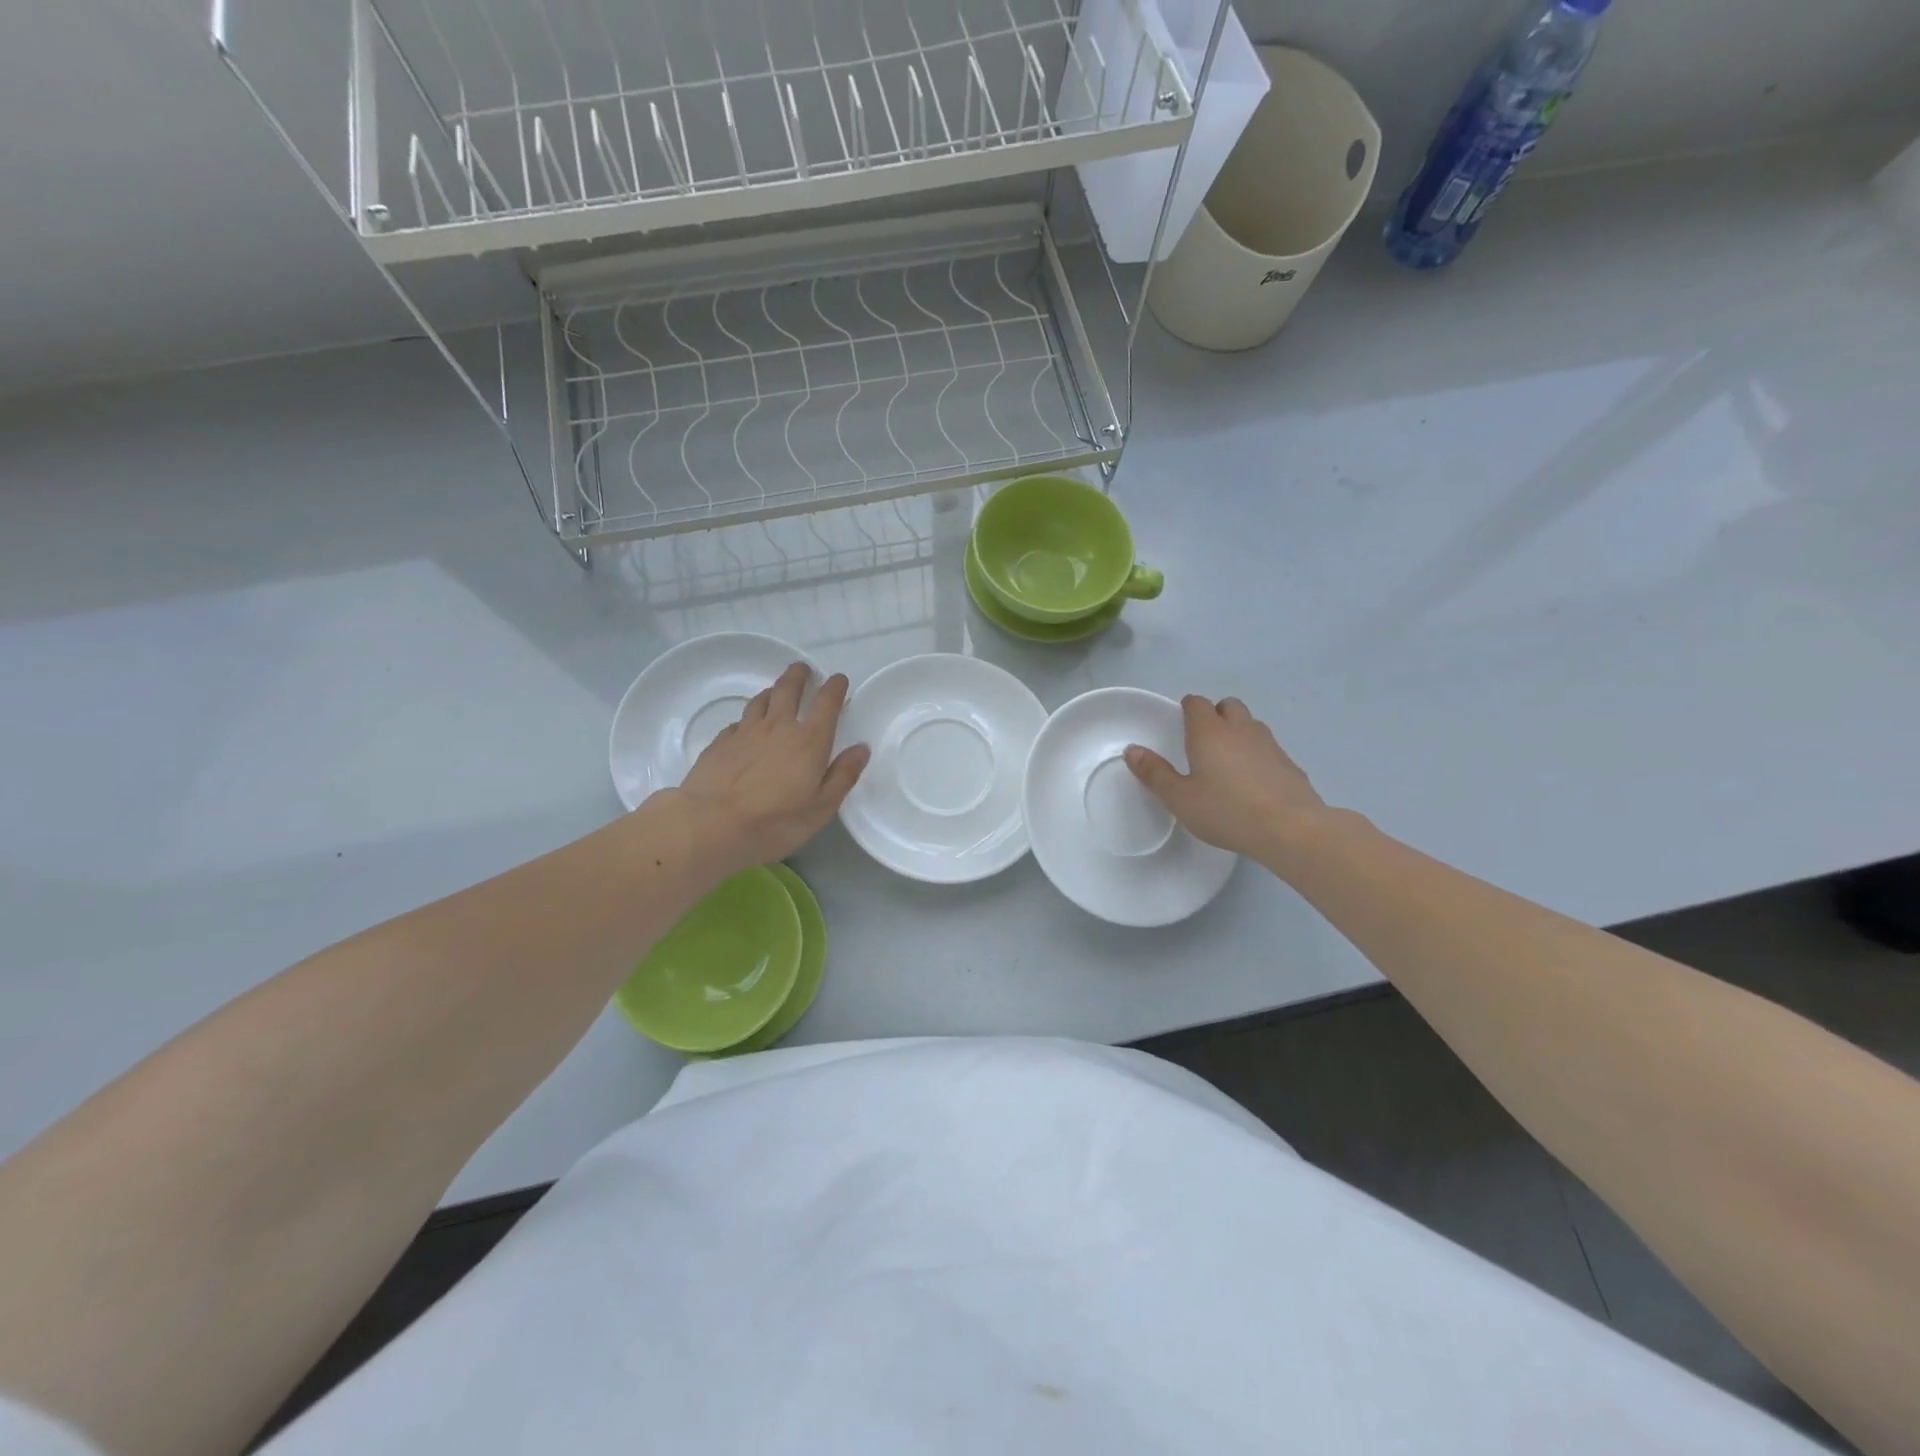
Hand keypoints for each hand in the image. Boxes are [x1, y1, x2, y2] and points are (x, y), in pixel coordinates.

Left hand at [676, 663, 869, 872]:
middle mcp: (778, 727)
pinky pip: (738, 721)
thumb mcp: (821, 808)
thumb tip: (861, 748)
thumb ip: (843, 776)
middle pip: (788, 689)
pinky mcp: (720, 742)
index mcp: (809, 741)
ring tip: (775, 692)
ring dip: (772, 692)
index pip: (826, 703)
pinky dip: (748, 718)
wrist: (711, 824)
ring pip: (760, 700)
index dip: (834, 687)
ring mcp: (745, 732)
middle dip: (798, 675)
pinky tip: (746, 727)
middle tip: (802, 669)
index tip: (838, 679)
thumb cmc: (775, 821)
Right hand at [1124, 695, 1327, 860]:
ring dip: (1238, 732)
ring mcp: (1269, 743)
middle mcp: (1240, 729)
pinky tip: (1253, 783)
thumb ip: (1155, 773)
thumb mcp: (1180, 798)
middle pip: (1228, 705)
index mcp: (1209, 732)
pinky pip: (1268, 747)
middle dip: (1215, 715)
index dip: (1187, 709)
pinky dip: (1257, 755)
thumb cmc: (1226, 811)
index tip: (1180, 725)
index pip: (1197, 703)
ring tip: (1227, 762)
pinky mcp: (1289, 763)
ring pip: (1250, 724)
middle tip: (1203, 742)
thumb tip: (1132, 750)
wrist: (1290, 828)